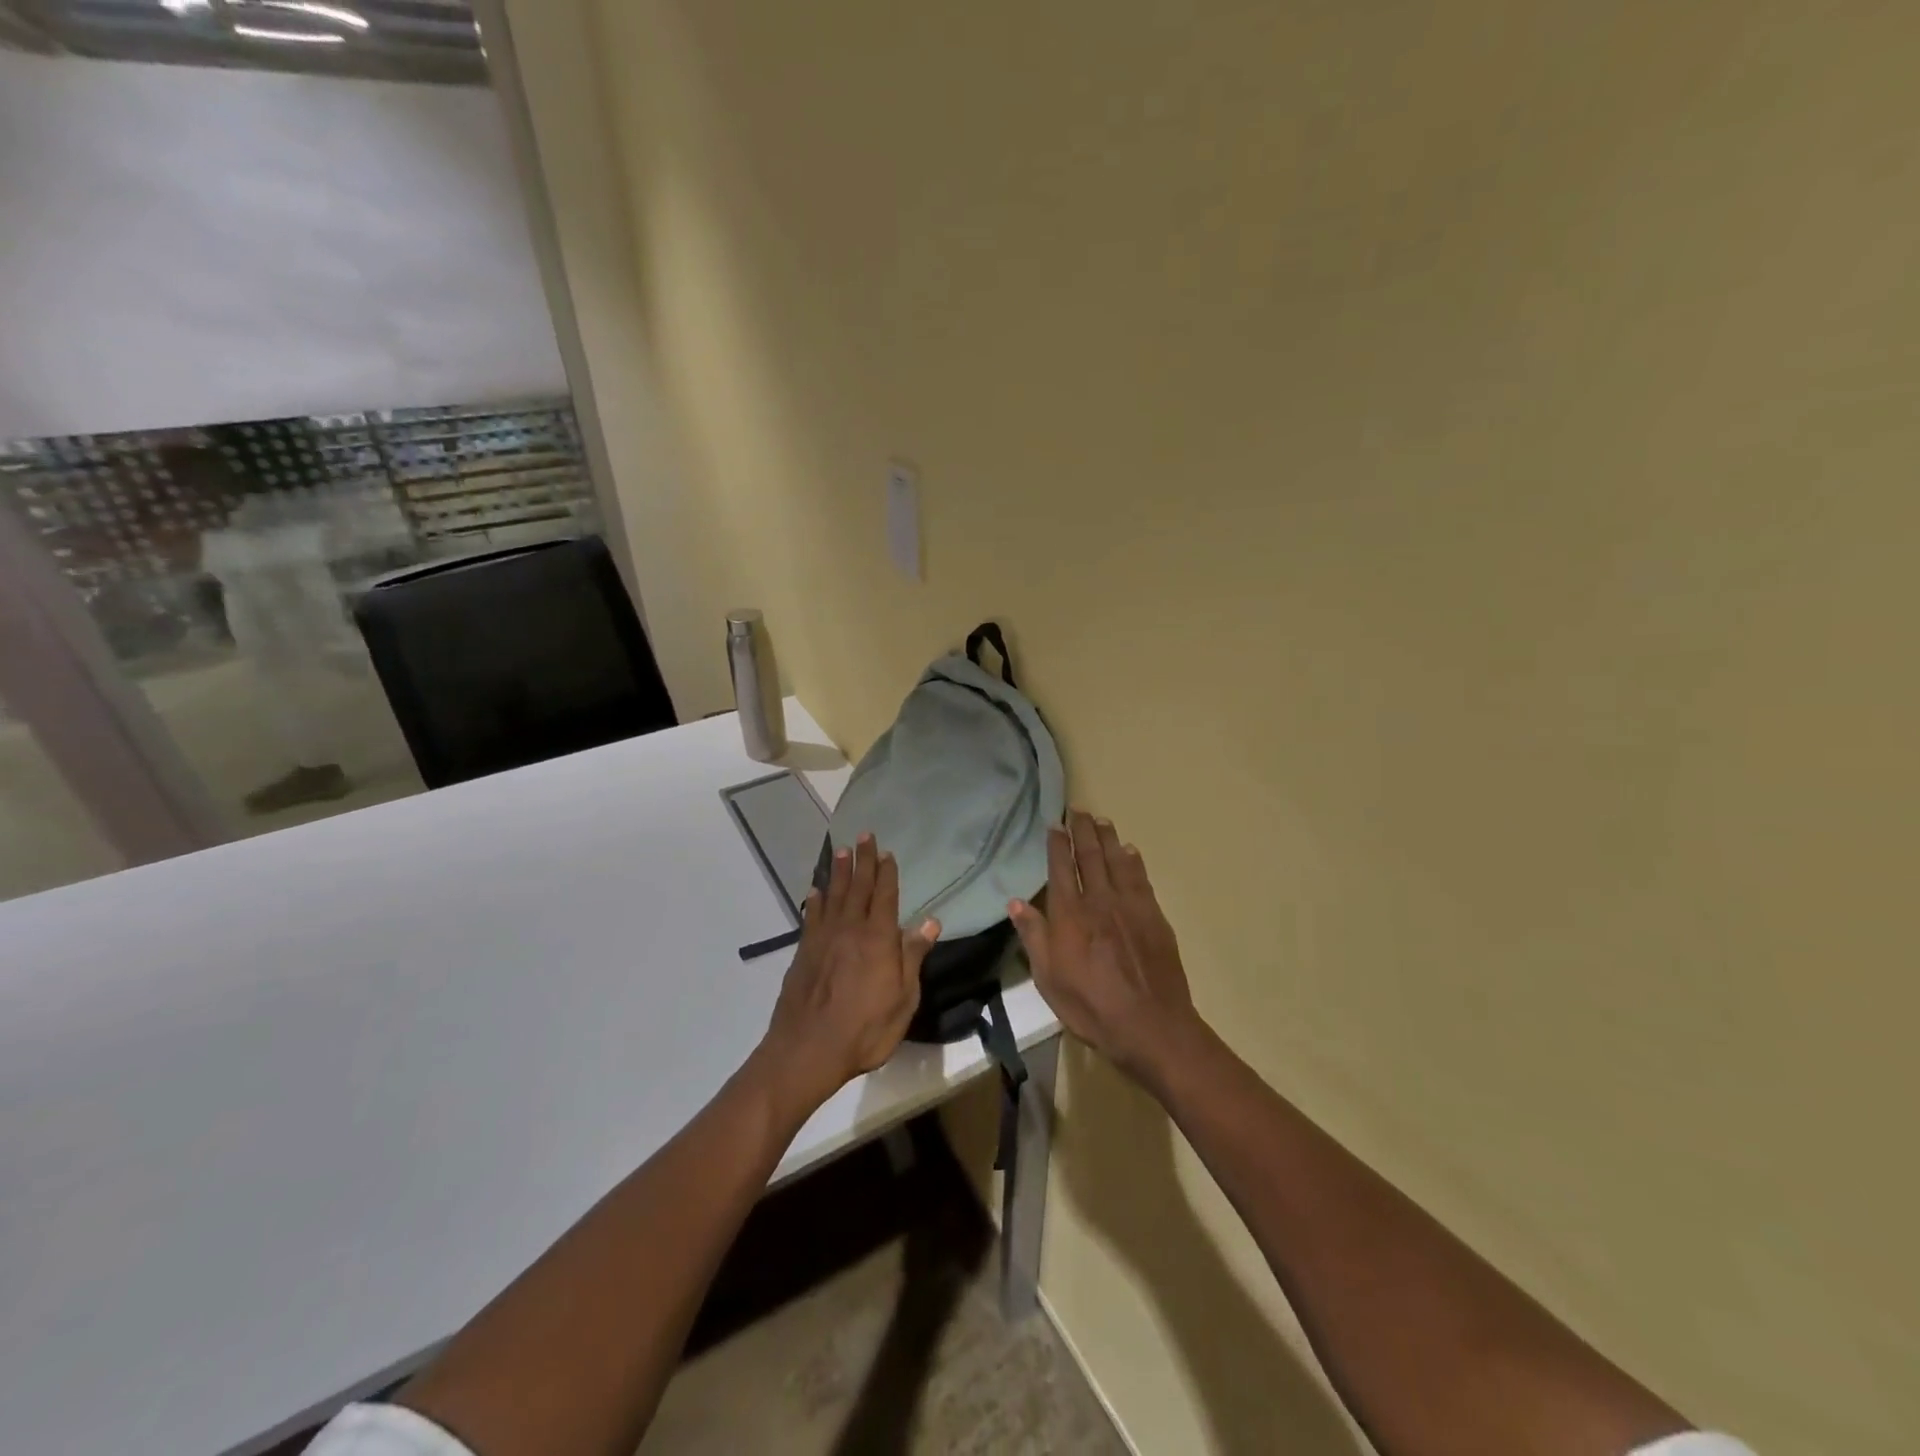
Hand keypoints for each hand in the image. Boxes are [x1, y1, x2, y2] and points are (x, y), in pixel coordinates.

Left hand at [759, 834, 940, 1109]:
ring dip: (838, 872)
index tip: (887, 852)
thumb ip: (913, 957)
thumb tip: (930, 921)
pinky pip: (811, 916)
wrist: (808, 1050)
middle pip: (858, 887)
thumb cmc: (865, 1029)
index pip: (885, 896)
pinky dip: (815, 900)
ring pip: (833, 895)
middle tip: (864, 835)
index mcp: (878, 938)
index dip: (887, 873)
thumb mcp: (903, 999)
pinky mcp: (803, 952)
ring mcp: (823, 939)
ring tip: (840, 851)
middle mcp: (850, 929)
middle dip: (863, 860)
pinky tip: (815, 891)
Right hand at [1010, 810, 1201, 1085]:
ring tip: (1101, 820)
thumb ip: (1034, 936)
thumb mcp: (1049, 978)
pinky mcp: (1153, 916)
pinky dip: (1133, 861)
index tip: (1055, 824)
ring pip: (1116, 861)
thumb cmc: (1091, 1006)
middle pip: (1089, 856)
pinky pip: (1141, 878)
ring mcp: (1130, 906)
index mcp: (1069, 914)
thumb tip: (1016, 901)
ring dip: (1107, 838)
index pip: (1061, 868)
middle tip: (1078, 809)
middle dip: (1082, 830)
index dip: (1057, 843)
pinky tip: (1130, 851)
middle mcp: (1099, 900)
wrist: (1151, 1025)